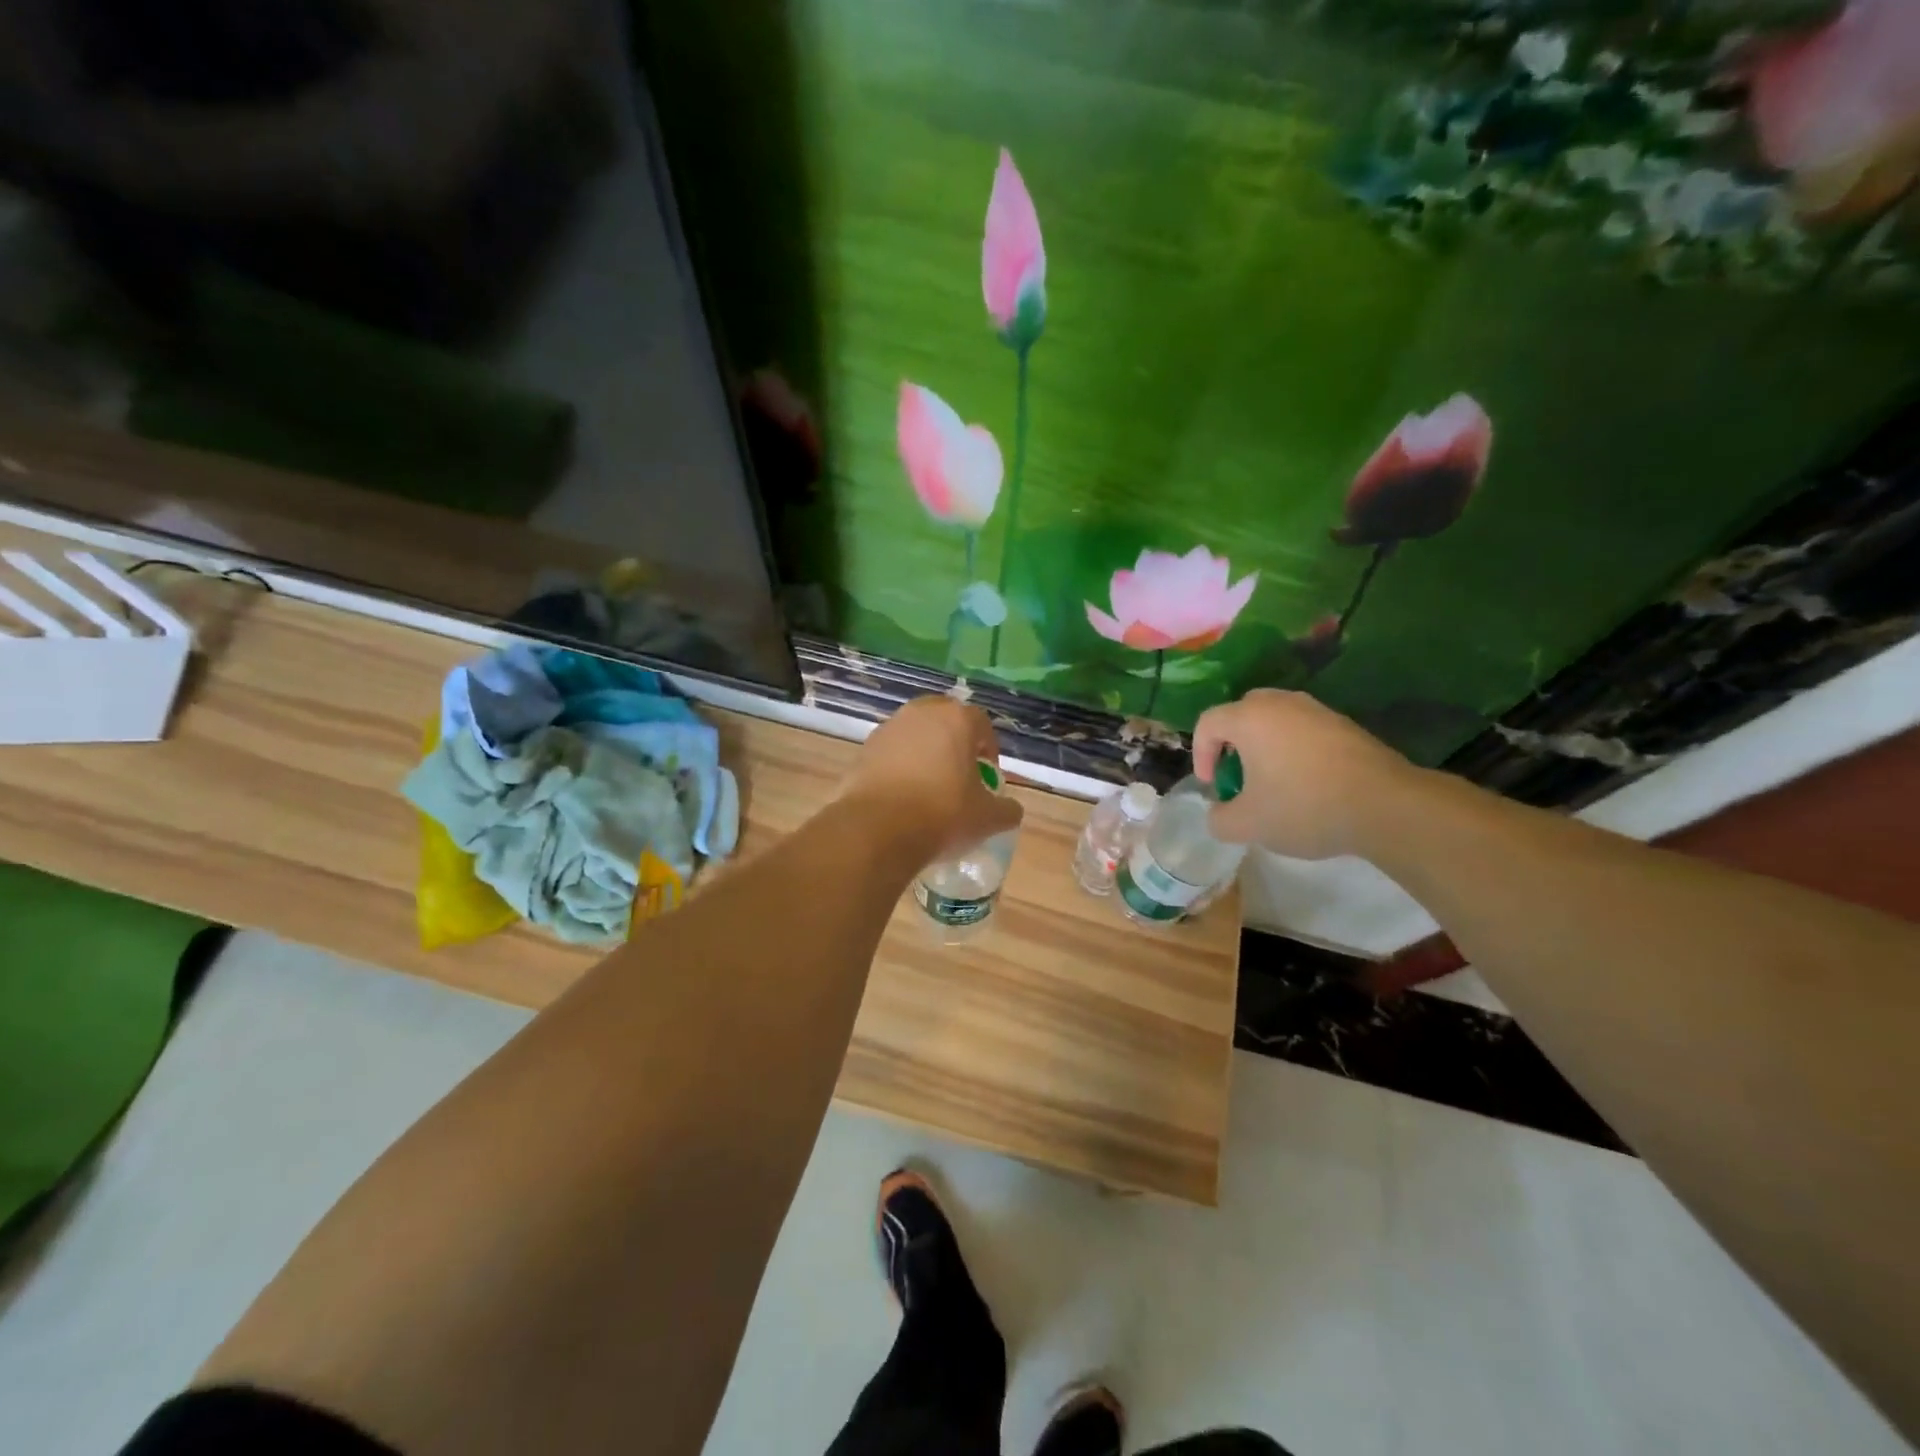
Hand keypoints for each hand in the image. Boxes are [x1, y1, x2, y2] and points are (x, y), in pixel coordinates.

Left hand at [844, 696, 1023, 860]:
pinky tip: (902, 796)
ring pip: (915, 734)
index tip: (987, 776)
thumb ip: (1006, 810)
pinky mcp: (864, 749)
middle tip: (959, 775)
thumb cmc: (943, 815)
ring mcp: (889, 728)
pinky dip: (899, 766)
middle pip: (945, 720)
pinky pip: (890, 752)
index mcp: (957, 719)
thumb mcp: (987, 819)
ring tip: (928, 787)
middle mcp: (921, 714)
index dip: (988, 749)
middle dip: (955, 743)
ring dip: (924, 752)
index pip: (981, 724)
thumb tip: (1011, 810)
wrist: (878, 829)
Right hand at [1192, 690, 1421, 859]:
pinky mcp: (1345, 725)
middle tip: (1238, 776)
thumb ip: (1219, 819)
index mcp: (1249, 718)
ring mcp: (1317, 710)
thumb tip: (1219, 813)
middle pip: (1242, 713)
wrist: (1386, 806)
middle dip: (1232, 744)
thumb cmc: (1304, 807)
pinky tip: (1307, 783)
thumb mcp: (1247, 825)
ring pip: (1276, 720)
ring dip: (1265, 746)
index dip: (1200, 755)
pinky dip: (1294, 750)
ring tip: (1272, 782)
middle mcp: (1281, 703)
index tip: (1213, 786)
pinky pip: (1304, 730)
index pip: (1208, 723)